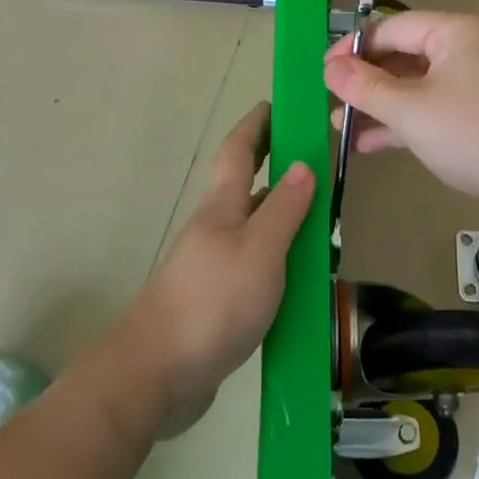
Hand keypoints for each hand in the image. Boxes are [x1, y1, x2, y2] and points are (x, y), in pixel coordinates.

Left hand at [121, 103, 313, 436]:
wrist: (157, 374)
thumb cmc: (212, 302)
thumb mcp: (260, 250)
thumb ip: (284, 209)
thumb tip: (303, 164)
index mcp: (222, 206)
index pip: (239, 150)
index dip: (257, 124)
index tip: (278, 104)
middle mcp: (215, 228)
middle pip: (246, 185)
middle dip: (274, 164)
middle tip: (313, 158)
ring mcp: (213, 264)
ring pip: (254, 227)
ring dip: (283, 215)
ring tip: (322, 217)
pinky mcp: (216, 300)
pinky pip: (255, 264)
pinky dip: (280, 257)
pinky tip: (301, 275)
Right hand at [323, 12, 478, 220]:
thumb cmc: (475, 133)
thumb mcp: (412, 110)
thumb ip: (365, 87)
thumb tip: (329, 68)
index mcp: (455, 32)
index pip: (391, 28)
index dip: (353, 48)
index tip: (323, 74)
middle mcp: (466, 49)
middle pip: (402, 56)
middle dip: (364, 81)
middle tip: (329, 103)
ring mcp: (474, 83)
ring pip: (414, 85)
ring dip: (378, 105)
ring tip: (338, 127)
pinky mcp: (478, 114)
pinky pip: (431, 107)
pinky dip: (403, 122)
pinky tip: (368, 144)